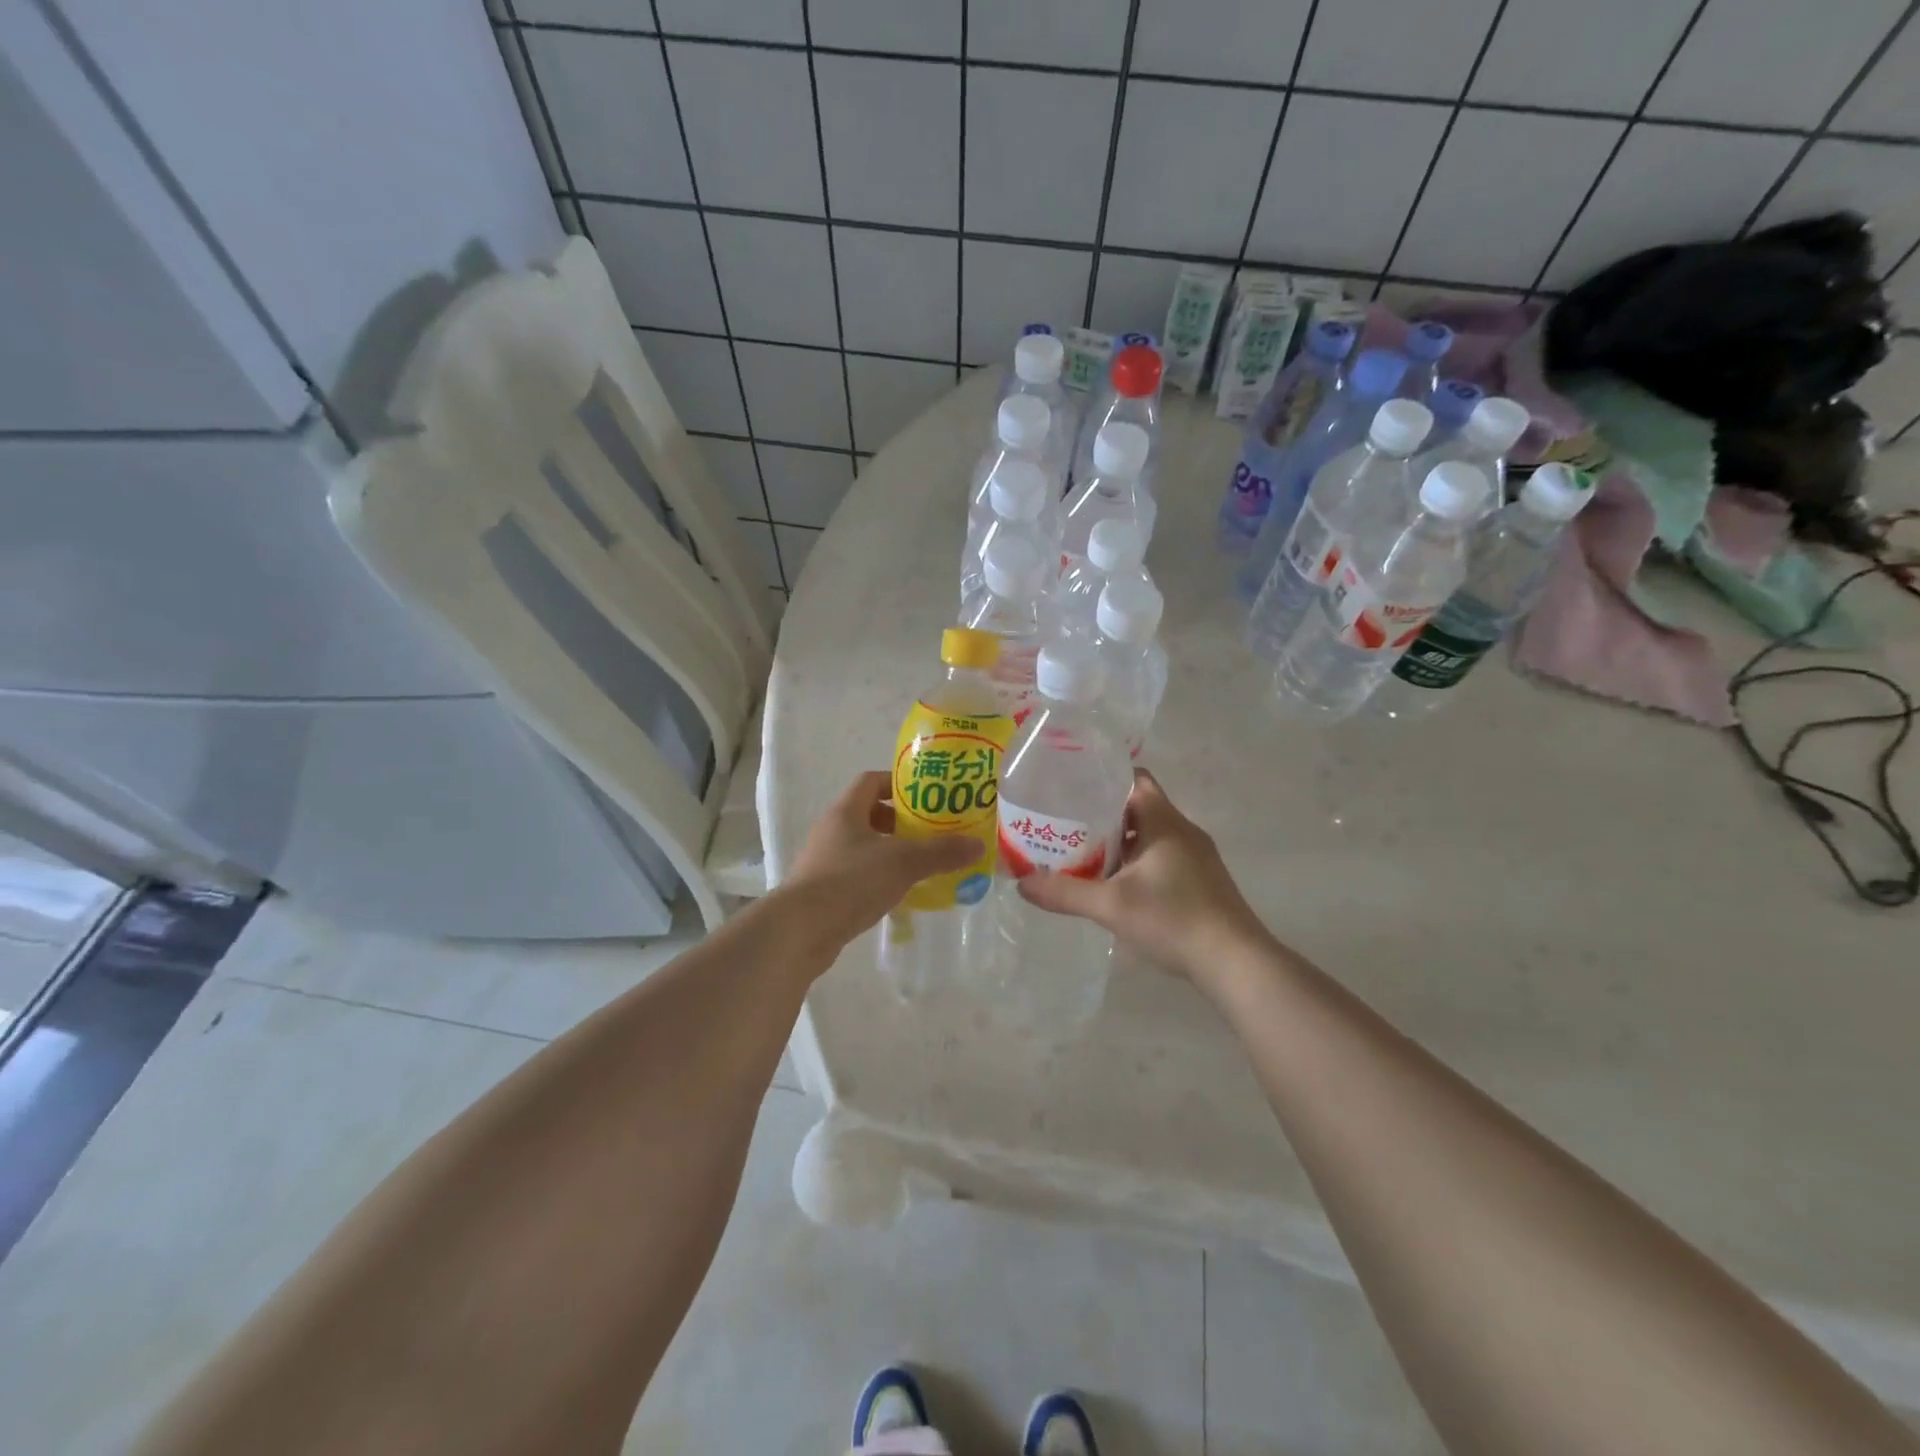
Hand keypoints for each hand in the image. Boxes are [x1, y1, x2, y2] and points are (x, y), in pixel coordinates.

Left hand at [782, 771, 979, 949]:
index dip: (899, 782)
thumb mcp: (903, 862)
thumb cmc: (851, 881)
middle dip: (903, 820)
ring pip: (865, 846)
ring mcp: (826, 861)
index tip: (928, 795)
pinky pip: (859, 874)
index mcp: (846, 811)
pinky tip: (902, 892)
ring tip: (924, 862)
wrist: (800, 931)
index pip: (871, 781)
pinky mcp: (825, 891)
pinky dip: (881, 877)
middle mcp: (833, 830)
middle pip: (870, 813)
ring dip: (893, 851)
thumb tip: (977, 845)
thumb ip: (941, 852)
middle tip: (934, 831)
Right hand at [1017, 768, 1270, 981]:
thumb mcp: (1111, 905)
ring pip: (1149, 837)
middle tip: (1064, 826)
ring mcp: (1196, 857)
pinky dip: (1136, 863)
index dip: (1103, 779)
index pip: (1133, 779)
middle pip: (1137, 808)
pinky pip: (1161, 858)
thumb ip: (1065, 893)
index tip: (1070, 788)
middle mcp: (1182, 830)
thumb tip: (1021, 884)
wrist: (1235, 962)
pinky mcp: (1201, 882)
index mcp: (1164, 821)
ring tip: (1081, 855)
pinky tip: (1115, 886)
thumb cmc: (1173, 919)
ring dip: (1118, 843)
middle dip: (1101, 816)